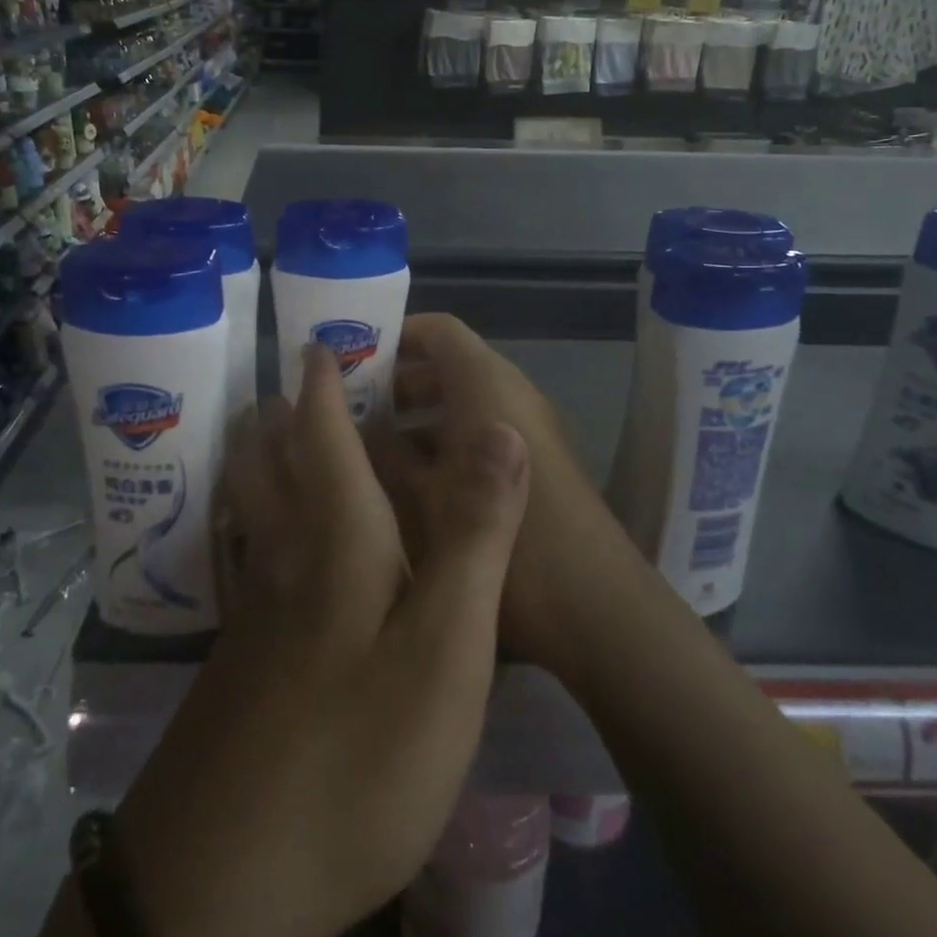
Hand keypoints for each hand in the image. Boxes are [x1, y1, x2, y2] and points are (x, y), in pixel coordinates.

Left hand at [109, 343, 529, 936]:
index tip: (318, 338)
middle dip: (280, 411)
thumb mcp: (444, 649)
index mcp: (335, 538)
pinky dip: (255, 517)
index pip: (323, 432)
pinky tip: (266, 539)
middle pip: (268, 460)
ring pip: (249, 506)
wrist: (224, 876)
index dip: (323, 380)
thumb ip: (475, 536)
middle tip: (296, 376)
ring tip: (273, 432)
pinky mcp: (241, 655)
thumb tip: (500, 430)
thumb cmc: (356, 753)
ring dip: (258, 458)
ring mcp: (251, 609)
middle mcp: (283, 556)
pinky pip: (247, 552)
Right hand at [375, 314, 651, 682]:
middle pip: (446, 367)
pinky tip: (405, 487)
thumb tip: (353, 428)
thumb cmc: (500, 536)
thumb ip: (384, 455)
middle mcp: (508, 395)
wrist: (593, 605)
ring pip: (459, 407)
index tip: (349, 360)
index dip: (393, 336)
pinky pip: (476, 438)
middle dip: (394, 384)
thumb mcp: (422, 498)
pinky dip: (440, 448)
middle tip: (344, 410)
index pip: (437, 330)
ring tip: (362, 450)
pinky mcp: (530, 468)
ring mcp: (523, 433)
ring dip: (414, 420)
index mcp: (485, 383)